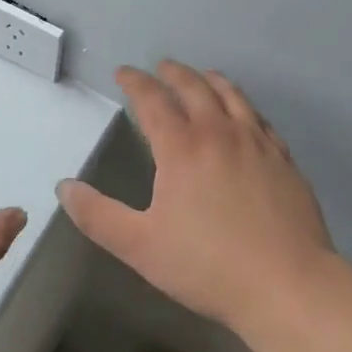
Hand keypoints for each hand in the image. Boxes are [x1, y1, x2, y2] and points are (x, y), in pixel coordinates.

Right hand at [57, 62, 332, 343]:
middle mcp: (218, 131)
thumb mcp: (140, 246)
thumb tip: (64, 187)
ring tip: (202, 75)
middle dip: (172, 73)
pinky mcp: (283, 158)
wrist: (287, 285)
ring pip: (230, 95)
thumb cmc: (208, 266)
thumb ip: (98, 216)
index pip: (152, 99)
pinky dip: (244, 104)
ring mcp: (255, 141)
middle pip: (193, 87)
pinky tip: (244, 113)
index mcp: (181, 147)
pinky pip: (259, 118)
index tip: (124, 72)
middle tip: (160, 67)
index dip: (135, 81)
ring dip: (210, 79)